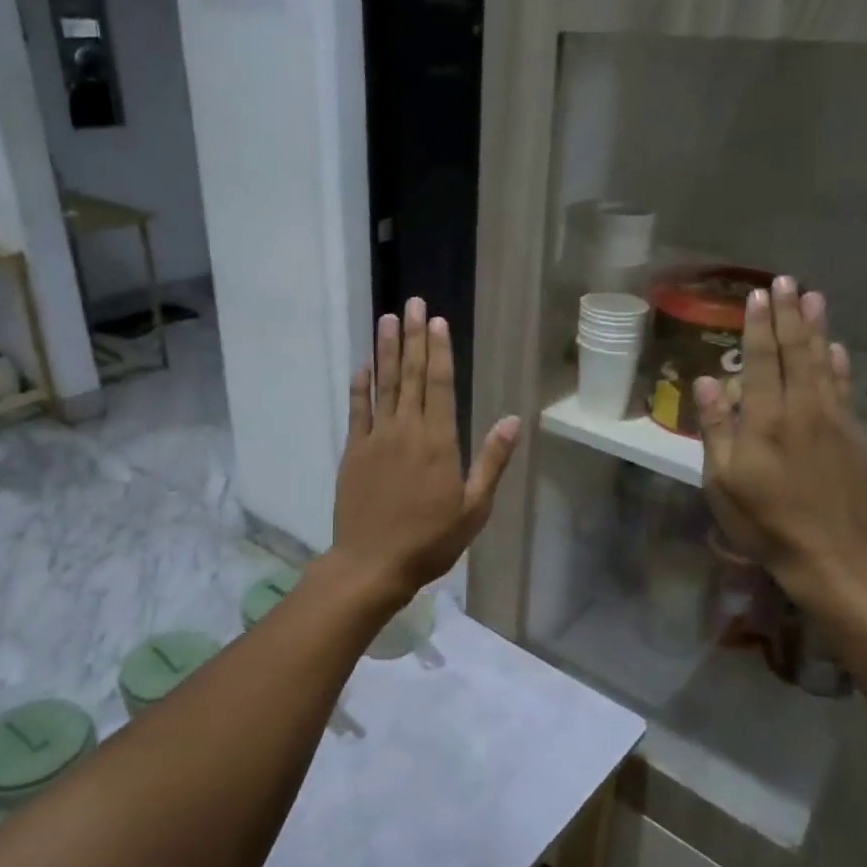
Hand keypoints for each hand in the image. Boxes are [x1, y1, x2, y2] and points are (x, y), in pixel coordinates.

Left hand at [330, 297, 520, 602]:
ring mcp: (376, 438)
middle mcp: (407, 430)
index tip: (437, 321)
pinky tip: (363, 365)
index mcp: (439, 442)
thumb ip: (492, 461)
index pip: (441, 385)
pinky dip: (360, 386)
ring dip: (386, 350)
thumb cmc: (431, 541)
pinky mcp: (353, 451)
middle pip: (412, 375)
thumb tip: (512, 420)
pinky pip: (357, 411)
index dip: (439, 350)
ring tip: (387, 319)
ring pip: (384, 385)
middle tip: (412, 302)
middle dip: (413, 337)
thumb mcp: (474, 508)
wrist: (373, 563)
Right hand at [695, 277, 866, 609]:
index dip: (759, 326)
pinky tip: (837, 349)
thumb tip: (708, 380)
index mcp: (766, 420)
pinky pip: (844, 389)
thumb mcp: (722, 481)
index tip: (757, 295)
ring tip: (813, 297)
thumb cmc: (765, 522)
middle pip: (797, 352)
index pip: (763, 360)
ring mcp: (834, 422)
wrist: (833, 556)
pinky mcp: (854, 438)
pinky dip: (839, 364)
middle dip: (789, 315)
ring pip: (824, 364)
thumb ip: (716, 429)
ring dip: (817, 328)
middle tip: (786, 280)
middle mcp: (803, 410)